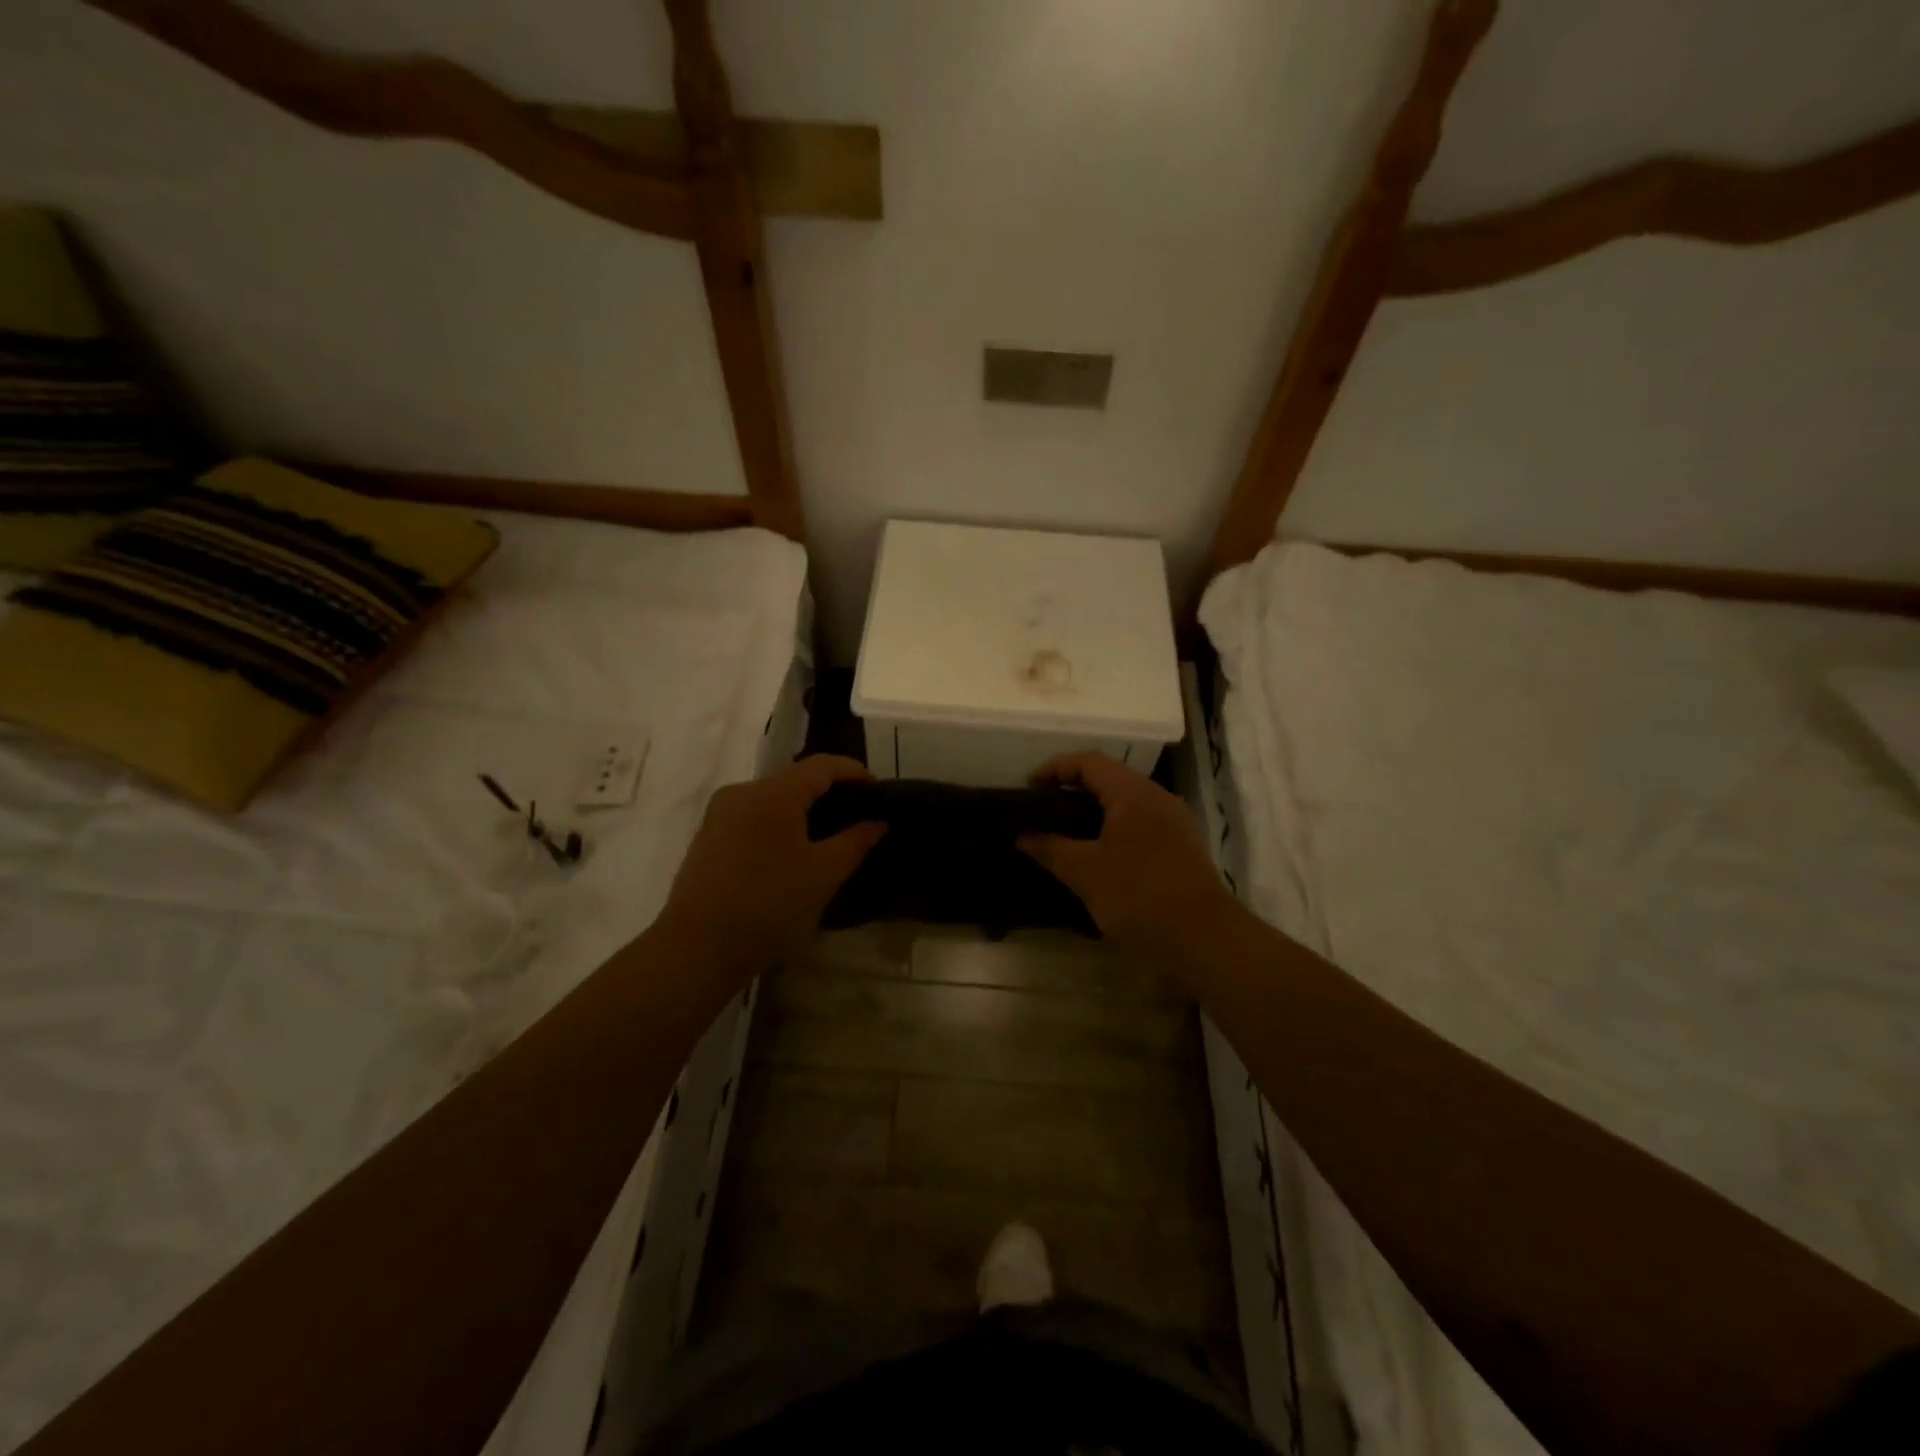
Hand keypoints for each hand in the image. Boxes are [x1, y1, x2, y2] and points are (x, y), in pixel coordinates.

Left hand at [660, 754, 883, 976]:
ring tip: (827, 836)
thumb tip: (878, 822)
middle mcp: (743, 792)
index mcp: (774, 793)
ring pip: (772, 799)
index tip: (878, 790)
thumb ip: (855, 841)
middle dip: (828, 792)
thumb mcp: (824, 874)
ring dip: (802, 810)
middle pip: (795, 779)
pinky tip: (790, 853)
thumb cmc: (769, 905)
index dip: (854, 771)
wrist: (698, 947)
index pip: (822, 765)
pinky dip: (777, 824)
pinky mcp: (707, 836)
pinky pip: (752, 816)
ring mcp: (720, 813)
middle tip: (856, 816)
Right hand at [1017, 751, 1235, 963]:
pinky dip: (1111, 830)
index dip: (1055, 768)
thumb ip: (1051, 848)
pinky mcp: (1180, 849)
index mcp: (1134, 793)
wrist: (1204, 941)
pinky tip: (1095, 856)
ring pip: (1125, 804)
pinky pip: (1139, 825)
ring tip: (1062, 834)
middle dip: (1071, 790)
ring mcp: (1174, 823)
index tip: (1028, 789)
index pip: (1089, 762)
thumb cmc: (1139, 896)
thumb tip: (1023, 836)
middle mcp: (1158, 798)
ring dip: (1092, 812)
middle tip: (1041, 811)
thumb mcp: (1086, 873)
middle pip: (1109, 779)